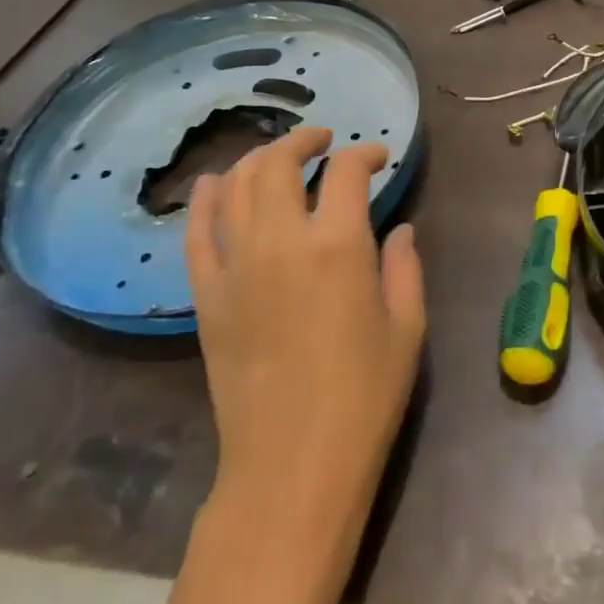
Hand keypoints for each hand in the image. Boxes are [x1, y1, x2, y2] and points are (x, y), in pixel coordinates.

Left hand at [186, 128, 424, 563]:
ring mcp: (235, 266)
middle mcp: (281, 241)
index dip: (364, 155)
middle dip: (302, 141)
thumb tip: (400, 228)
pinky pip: (197, 231)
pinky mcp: (206, 295)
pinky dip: (206, 199)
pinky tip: (215, 185)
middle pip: (279, 164)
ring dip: (257, 160)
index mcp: (338, 245)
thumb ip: (405, 267)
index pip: (345, 173)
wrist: (292, 462)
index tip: (377, 158)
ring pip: (235, 186)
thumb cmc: (364, 395)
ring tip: (276, 158)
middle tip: (321, 141)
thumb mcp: (406, 327)